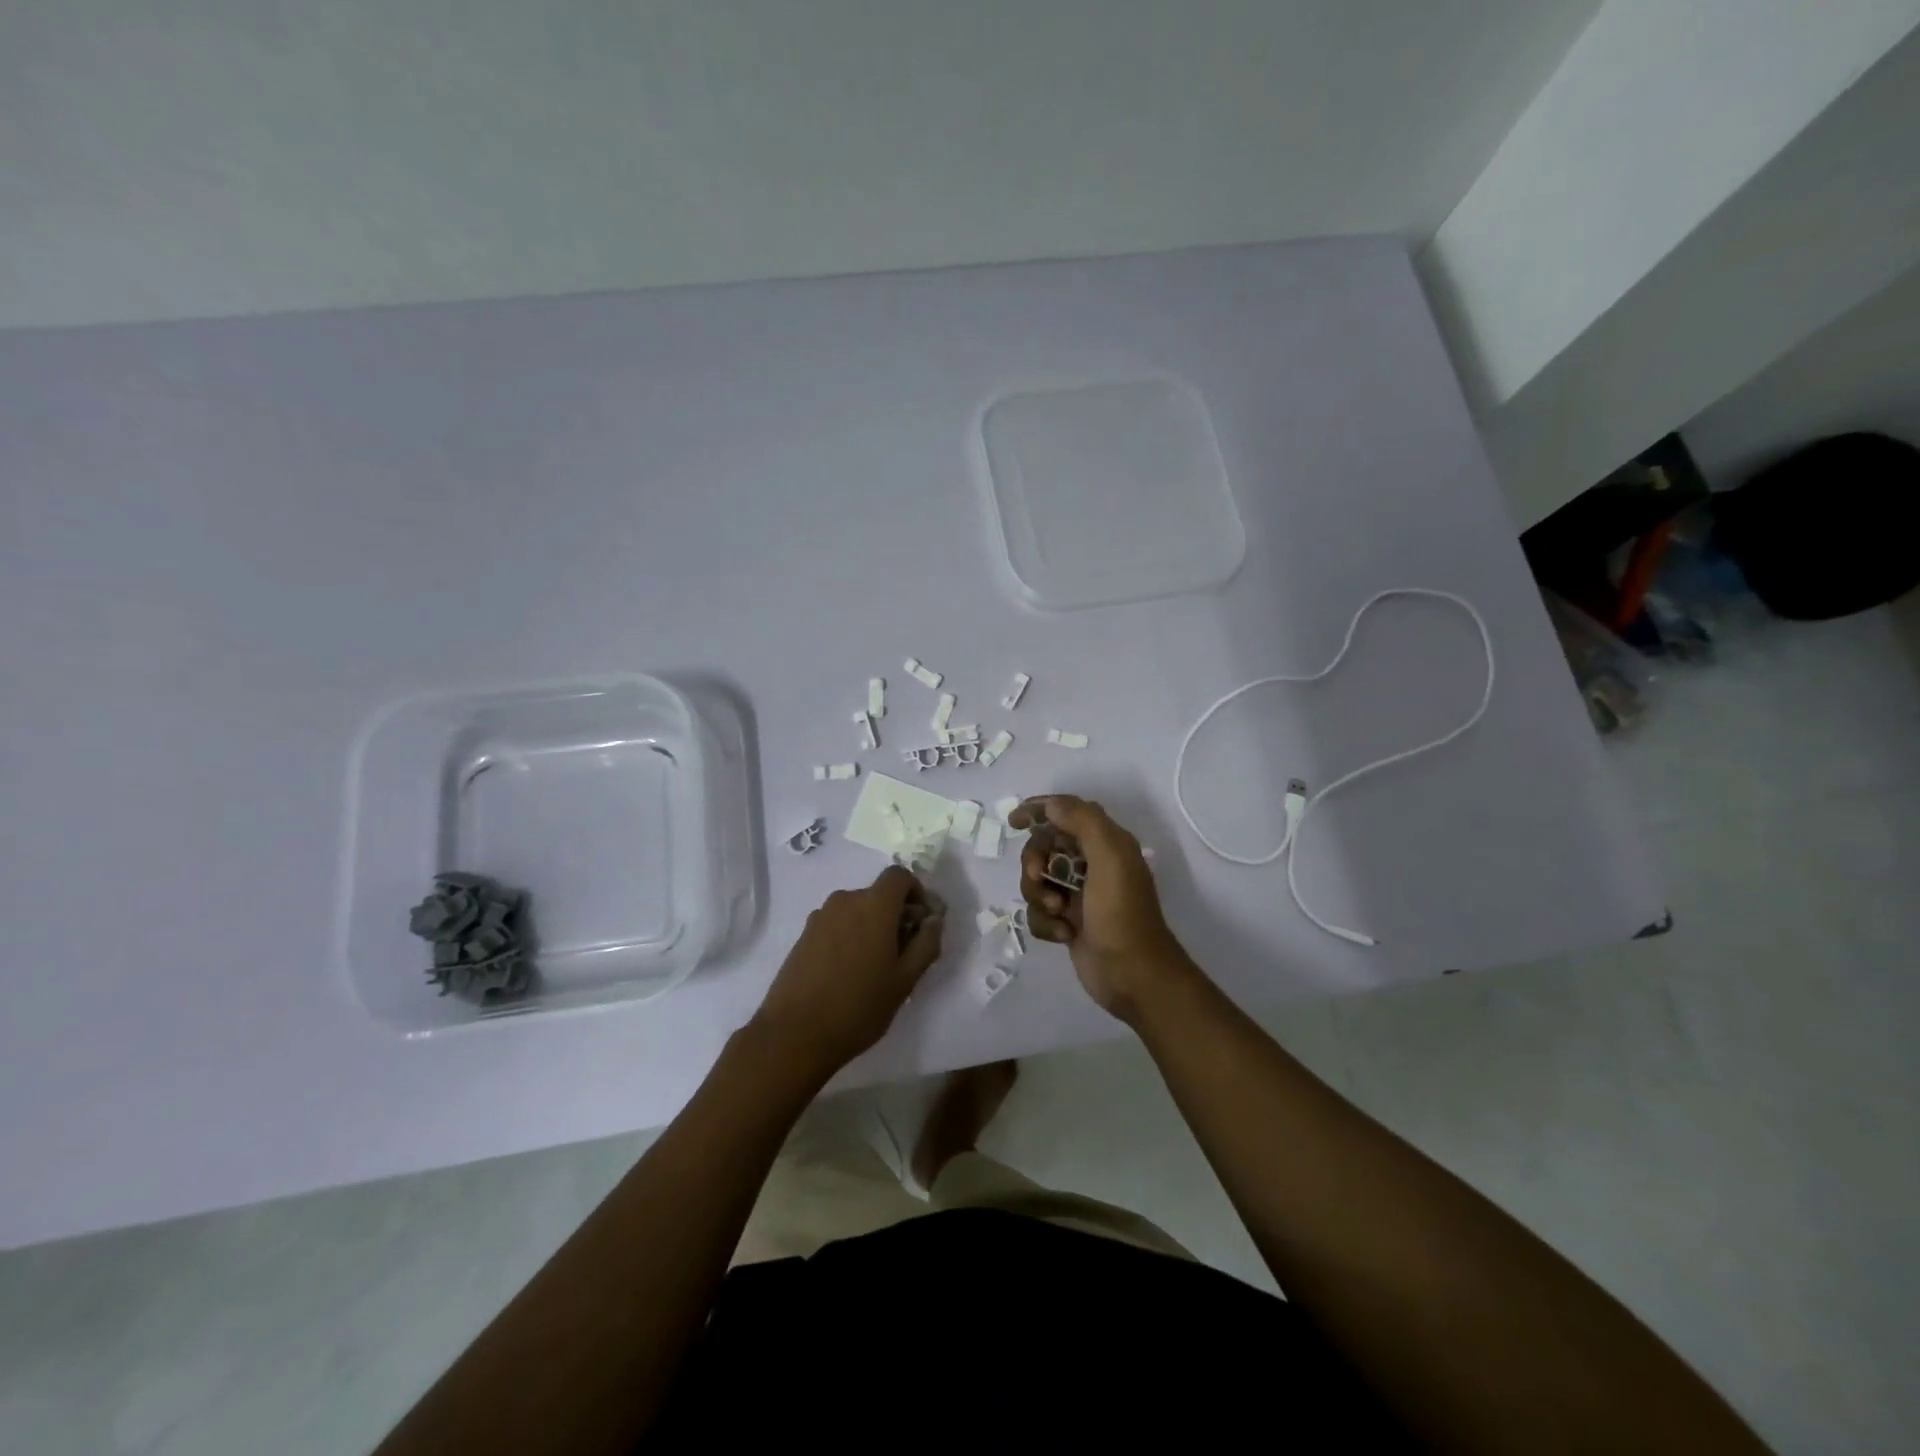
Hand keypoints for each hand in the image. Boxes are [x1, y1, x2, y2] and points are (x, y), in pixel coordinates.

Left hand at [752, 865, 944, 1076]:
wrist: (794, 1034)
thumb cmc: (858, 1007)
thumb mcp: (904, 980)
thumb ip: (926, 943)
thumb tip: (934, 919)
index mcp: (873, 906)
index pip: (899, 876)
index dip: (915, 892)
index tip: (920, 922)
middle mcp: (845, 901)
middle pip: (878, 894)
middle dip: (895, 914)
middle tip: (903, 952)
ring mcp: (820, 917)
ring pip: (856, 910)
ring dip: (871, 926)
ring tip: (874, 966)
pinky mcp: (804, 935)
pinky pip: (836, 923)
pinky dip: (849, 935)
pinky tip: (848, 971)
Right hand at [1009, 795, 1193, 1023]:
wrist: (1133, 976)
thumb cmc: (1122, 913)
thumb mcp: (1110, 858)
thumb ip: (1083, 822)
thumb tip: (1050, 805)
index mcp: (1106, 843)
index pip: (1066, 812)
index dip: (1039, 810)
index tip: (1014, 821)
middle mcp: (1092, 864)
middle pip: (1044, 847)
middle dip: (1035, 862)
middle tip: (1039, 878)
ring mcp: (1078, 895)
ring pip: (1037, 881)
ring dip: (1039, 896)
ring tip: (1058, 913)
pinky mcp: (1068, 923)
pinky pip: (1039, 912)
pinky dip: (1045, 922)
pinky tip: (1063, 934)